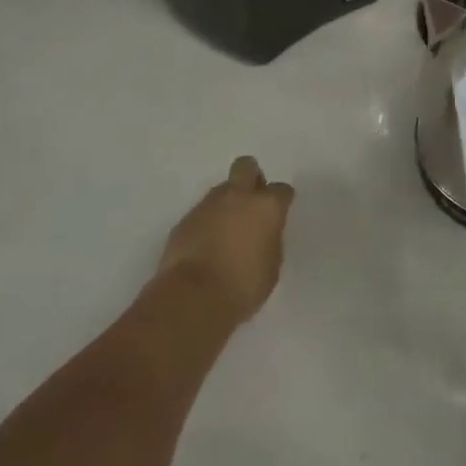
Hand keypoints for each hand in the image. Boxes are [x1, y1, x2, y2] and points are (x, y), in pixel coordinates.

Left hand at [158, 156, 295, 325]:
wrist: (192, 298)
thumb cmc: (243, 286)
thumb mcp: (271, 265)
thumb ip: (269, 240)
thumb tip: (262, 234)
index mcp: (266, 206)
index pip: (281, 190)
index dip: (281, 201)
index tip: (279, 215)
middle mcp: (237, 197)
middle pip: (246, 167)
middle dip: (251, 178)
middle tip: (251, 204)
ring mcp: (207, 206)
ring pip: (221, 190)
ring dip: (226, 204)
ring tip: (226, 232)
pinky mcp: (184, 220)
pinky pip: (201, 213)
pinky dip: (206, 223)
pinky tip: (206, 246)